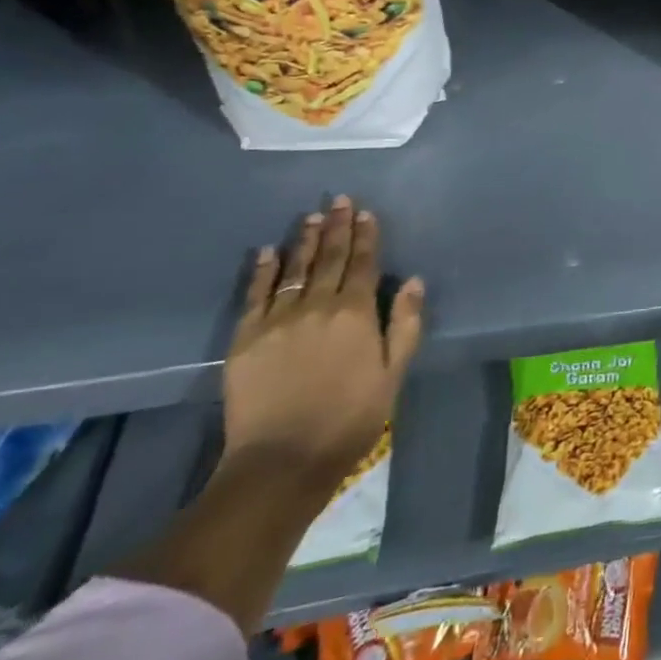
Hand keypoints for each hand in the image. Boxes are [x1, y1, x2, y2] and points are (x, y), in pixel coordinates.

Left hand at [223, 196, 422, 492]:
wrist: (282, 460)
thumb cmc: (350, 417)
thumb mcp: (393, 373)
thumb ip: (405, 325)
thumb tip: (414, 282)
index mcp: (356, 314)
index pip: (364, 264)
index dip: (366, 237)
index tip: (366, 213)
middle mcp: (318, 307)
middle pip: (330, 259)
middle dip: (337, 227)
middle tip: (339, 200)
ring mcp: (278, 320)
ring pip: (295, 270)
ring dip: (305, 241)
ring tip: (311, 216)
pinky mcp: (245, 338)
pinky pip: (255, 295)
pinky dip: (263, 271)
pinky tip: (268, 251)